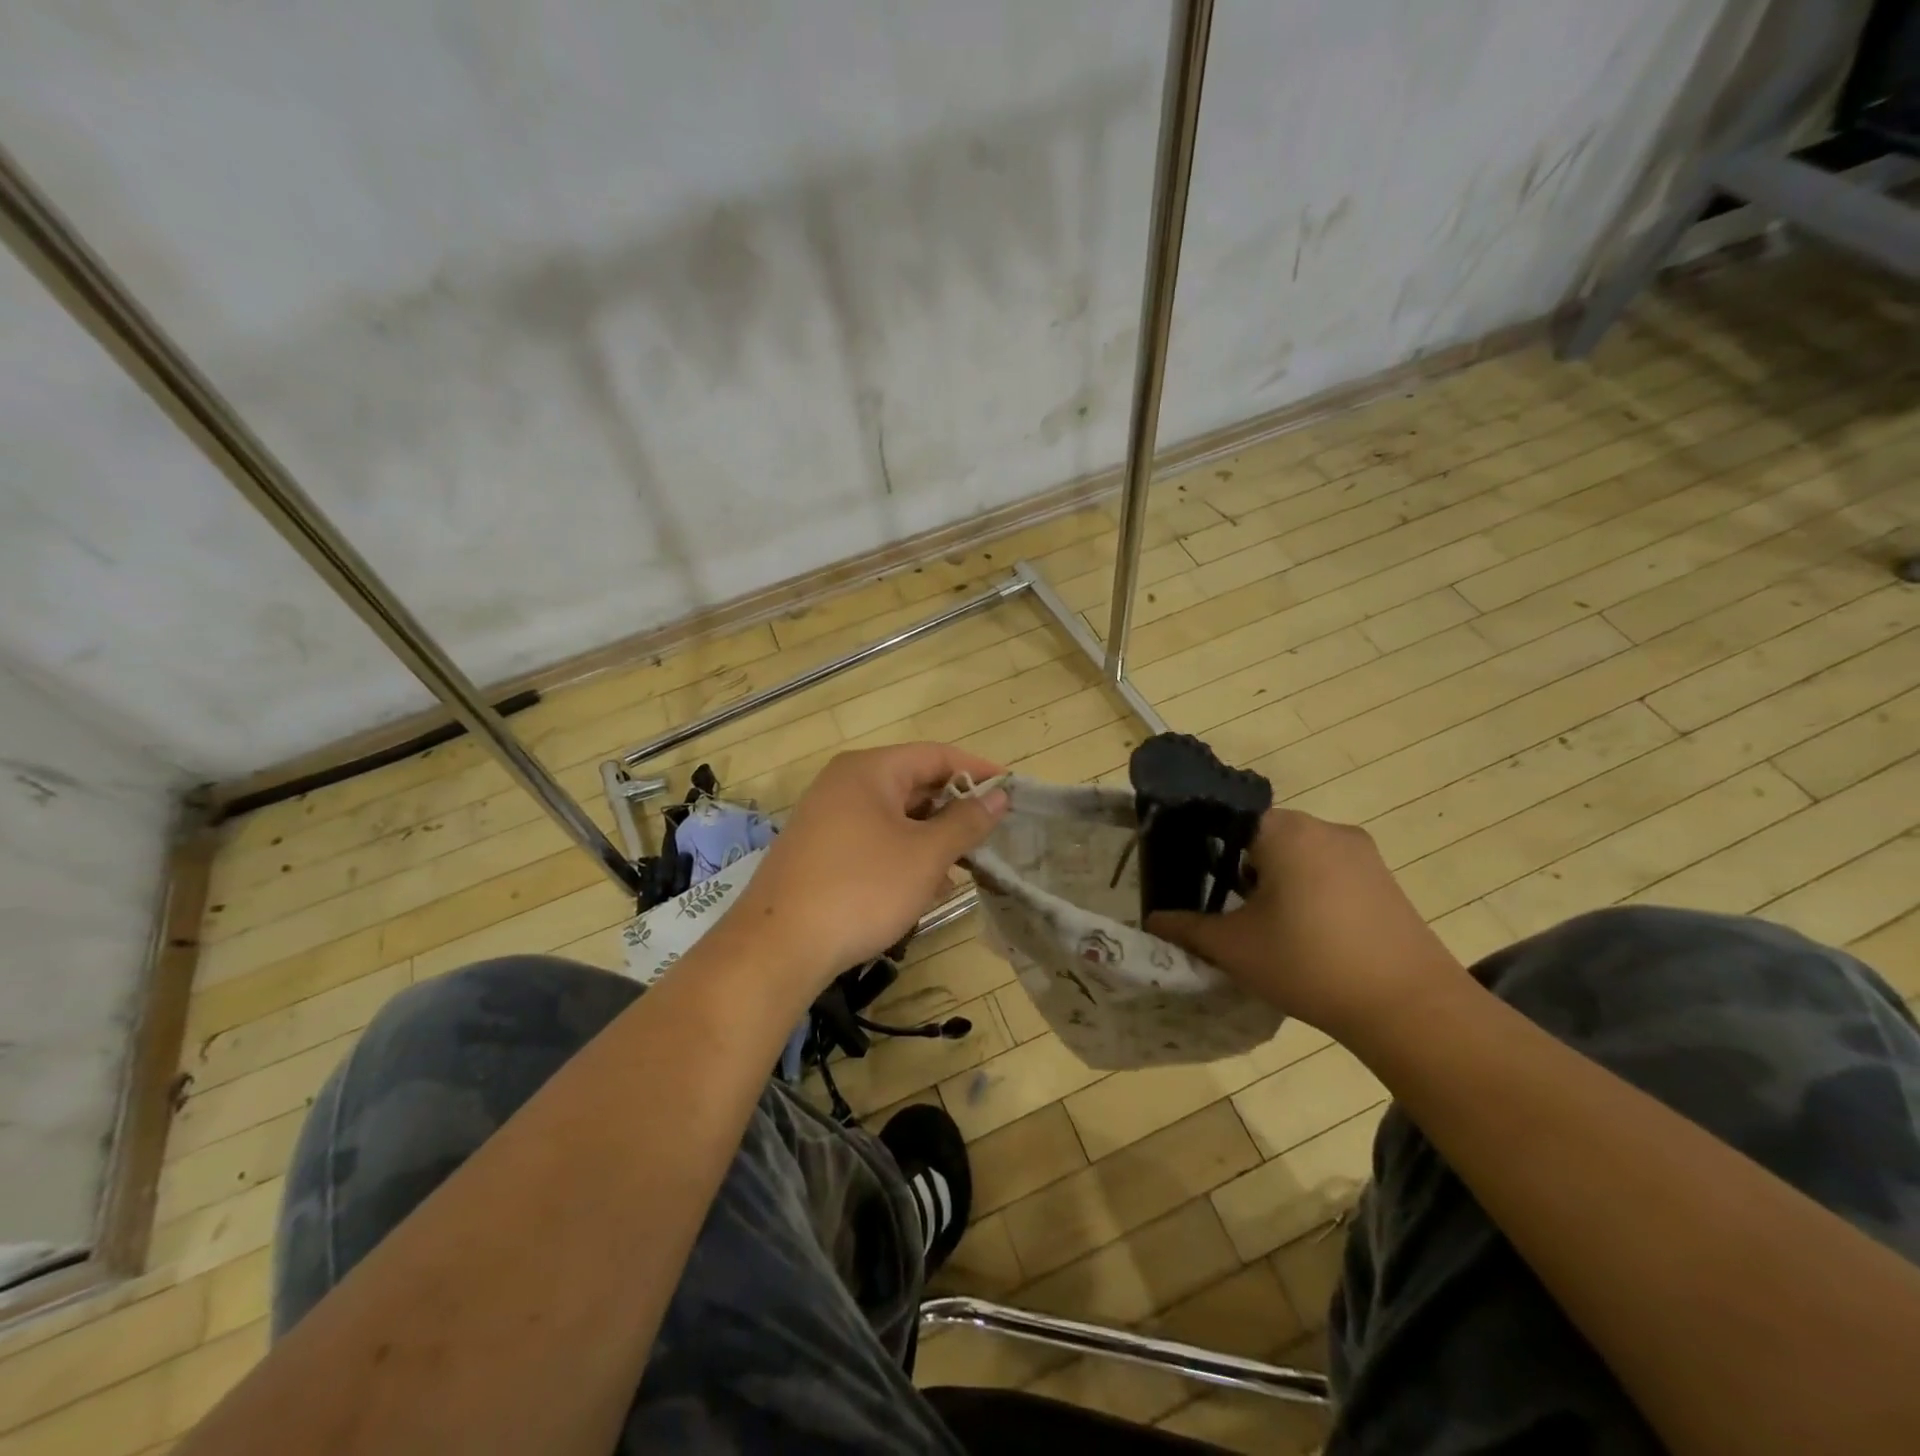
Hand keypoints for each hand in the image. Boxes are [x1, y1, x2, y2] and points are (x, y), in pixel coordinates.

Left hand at [723, 742, 1009, 991]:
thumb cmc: (862, 888)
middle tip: (989, 837)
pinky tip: (921, 889)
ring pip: (894, 817)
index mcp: (869, 770)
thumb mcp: (925, 855)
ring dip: (930, 839)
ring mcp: (826, 817)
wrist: (779, 946)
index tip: (1011, 791)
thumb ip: (966, 821)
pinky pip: (872, 840)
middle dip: (953, 810)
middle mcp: (844, 784)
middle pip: (913, 783)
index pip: (935, 755)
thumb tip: (999, 796)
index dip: (976, 770)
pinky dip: (902, 856)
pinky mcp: (818, 851)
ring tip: (960, 870)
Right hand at [1147, 808, 1469, 1040]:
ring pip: (1300, 856)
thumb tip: (1153, 920)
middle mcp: (1326, 828)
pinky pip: (1332, 873)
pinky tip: (1310, 937)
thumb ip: (1186, 928)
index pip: (1229, 819)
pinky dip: (1311, 894)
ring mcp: (1363, 854)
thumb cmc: (1307, 962)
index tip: (1195, 881)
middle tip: (1228, 911)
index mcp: (1286, 830)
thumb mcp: (1233, 947)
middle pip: (1265, 837)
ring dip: (1278, 883)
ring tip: (1269, 929)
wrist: (1409, 1008)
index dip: (1205, 848)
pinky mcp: (1386, 882)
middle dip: (1242, 870)